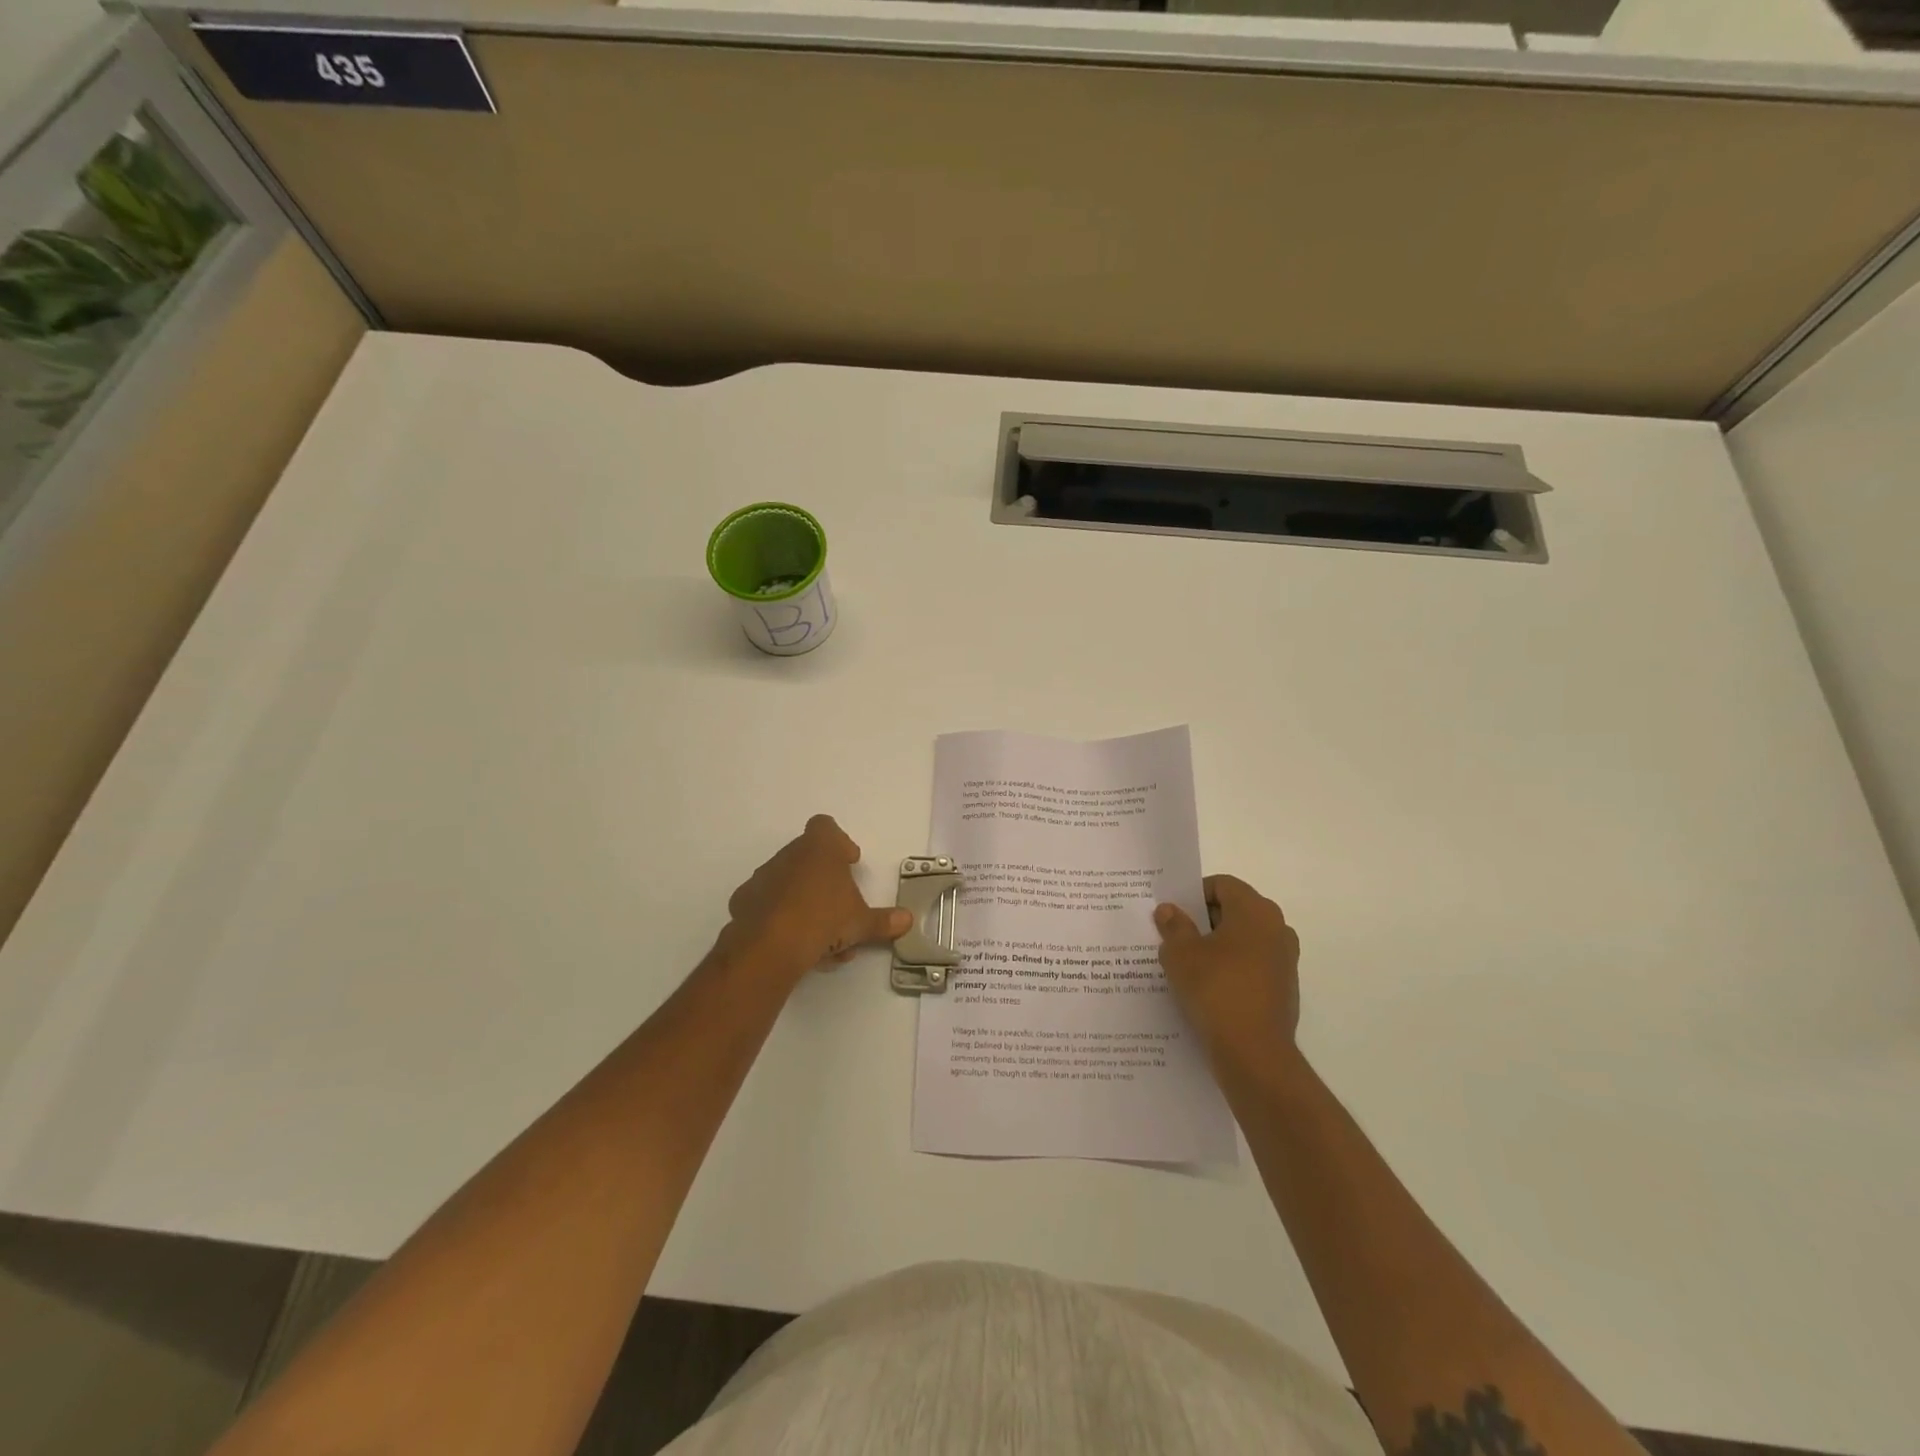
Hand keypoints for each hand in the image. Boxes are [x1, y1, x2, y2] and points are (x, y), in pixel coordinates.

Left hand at [719, 815, 911, 984]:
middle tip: (839, 906)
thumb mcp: (861, 923)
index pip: (826, 827)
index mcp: (820, 849)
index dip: (840, 842)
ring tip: (821, 938)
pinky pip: (768, 904)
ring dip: (805, 902)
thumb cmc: (823, 920)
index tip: (850, 862)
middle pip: (808, 856)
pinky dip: (781, 917)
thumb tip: (907, 920)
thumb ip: (884, 921)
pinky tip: (794, 943)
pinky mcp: (744, 902)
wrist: (768, 947)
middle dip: (825, 879)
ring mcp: (763, 878)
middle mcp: (789, 855)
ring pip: (788, 883)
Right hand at [1154, 875, 1300, 1063]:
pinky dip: (1230, 970)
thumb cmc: (1216, 990)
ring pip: (1243, 940)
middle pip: (1234, 910)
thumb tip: (1169, 910)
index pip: (1222, 885)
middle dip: (1202, 920)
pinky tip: (1206, 989)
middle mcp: (1277, 929)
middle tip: (1173, 936)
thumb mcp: (1180, 954)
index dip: (1193, 894)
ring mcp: (1284, 960)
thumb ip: (1173, 926)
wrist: (1254, 1053)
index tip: (1172, 913)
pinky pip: (1251, 966)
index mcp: (1255, 910)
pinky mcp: (1283, 989)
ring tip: (1186, 965)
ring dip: (1216, 946)